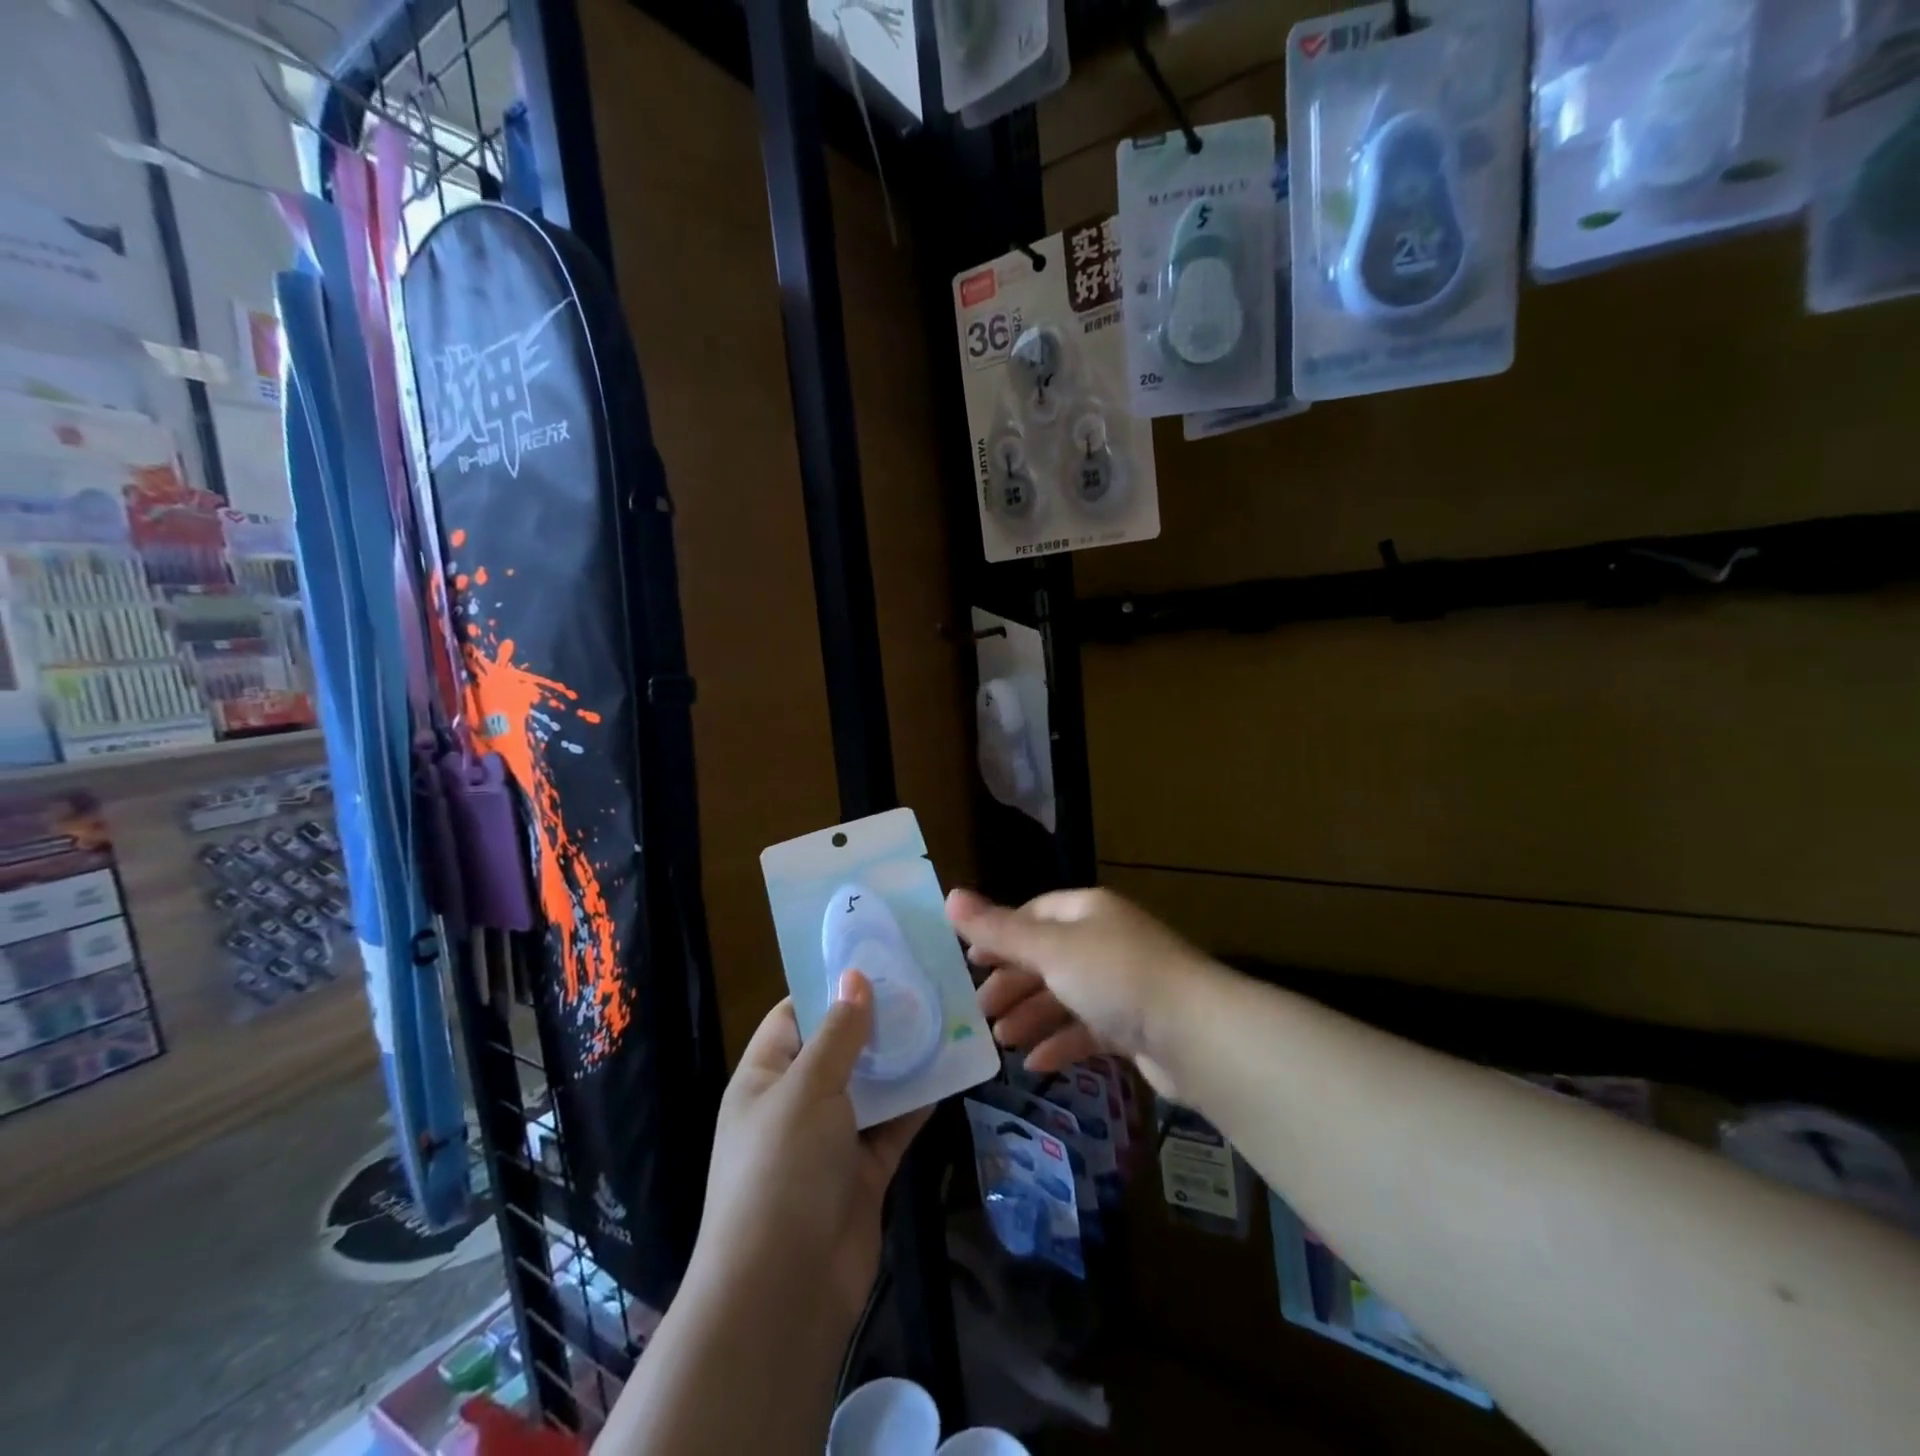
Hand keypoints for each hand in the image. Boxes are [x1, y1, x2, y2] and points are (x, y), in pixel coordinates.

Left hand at [690, 972, 929, 1327]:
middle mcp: (795, 1103)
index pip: (795, 1016)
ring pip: (870, 1086)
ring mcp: (830, 1140)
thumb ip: (838, 1033)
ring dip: (902, 1059)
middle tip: (922, 981)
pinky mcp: (862, 1172)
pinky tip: (950, 1072)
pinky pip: (893, 1126)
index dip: (829, 987)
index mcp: (765, 1077)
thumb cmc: (782, 1170)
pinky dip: (917, 1103)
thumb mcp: (806, 1088)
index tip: (874, 957)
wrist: (784, 1292)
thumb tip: (855, 977)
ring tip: (943, 1016)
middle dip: (876, 1019)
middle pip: (838, 1048)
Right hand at [946, 886, 1210, 1096]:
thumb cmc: (1116, 977)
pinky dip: (1062, 1043)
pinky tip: (1037, 1064)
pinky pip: (1089, 1029)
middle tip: (981, 1011)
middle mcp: (1106, 941)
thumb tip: (949, 895)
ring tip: (1002, 1041)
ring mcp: (1123, 984)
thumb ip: (999, 930)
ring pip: (1067, 995)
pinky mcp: (1136, 1026)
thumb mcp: (1050, 950)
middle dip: (1013, 982)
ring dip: (1032, 1016)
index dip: (1000, 935)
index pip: (1034, 915)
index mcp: (1087, 912)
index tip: (970, 963)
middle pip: (1048, 957)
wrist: (1197, 1035)